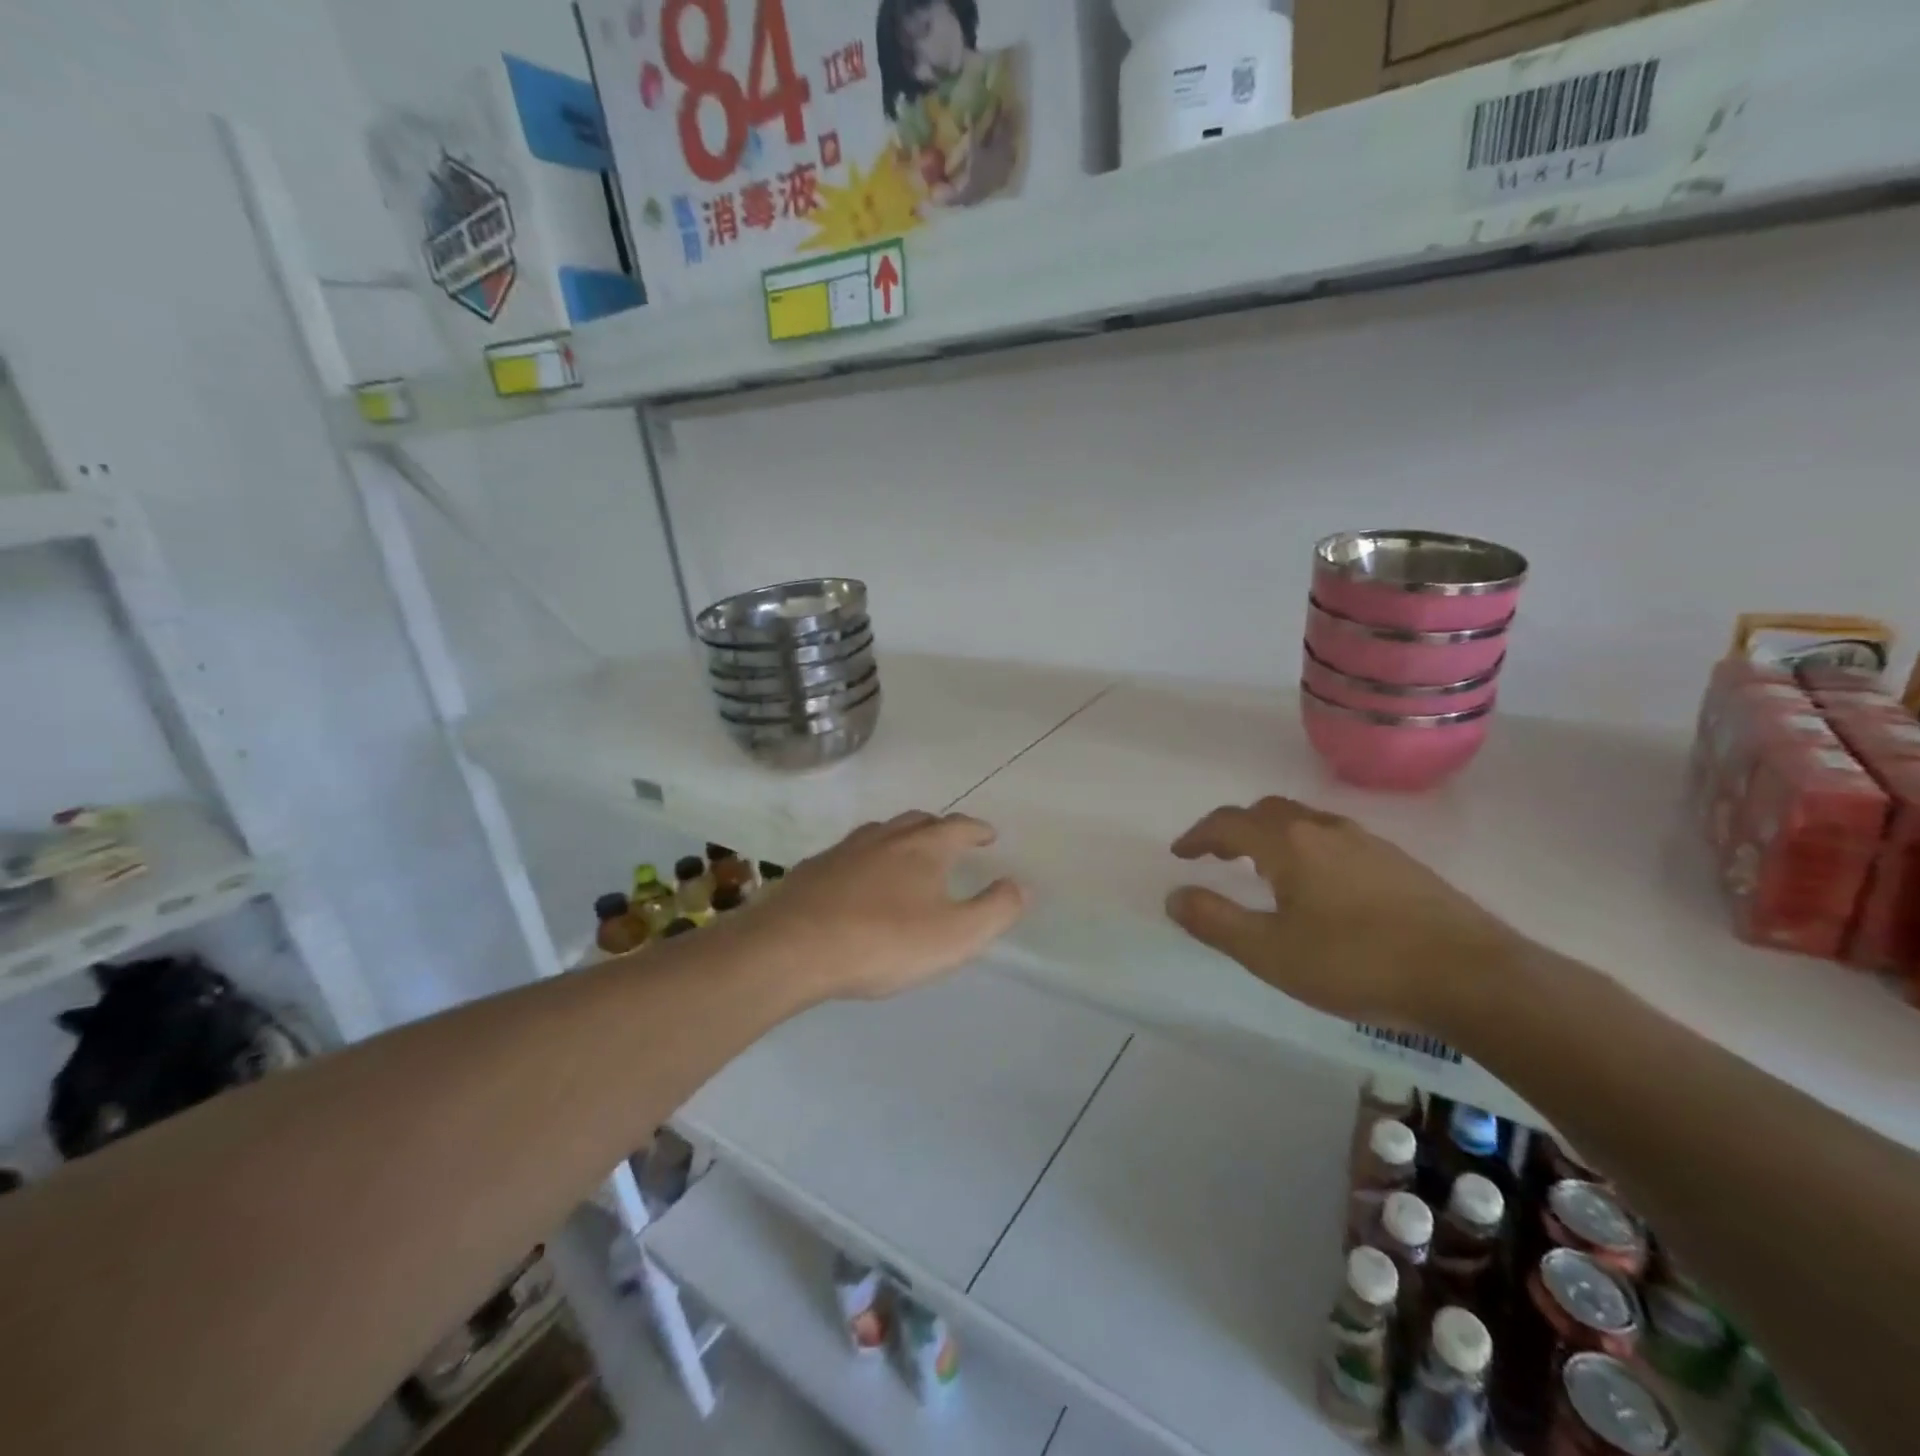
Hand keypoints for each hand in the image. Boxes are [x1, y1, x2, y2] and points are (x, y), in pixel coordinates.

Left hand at [731, 812, 1026, 1001]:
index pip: (959, 827)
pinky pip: (850, 853)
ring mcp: (845, 850)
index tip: (988, 835)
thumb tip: (1020, 884)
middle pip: (919, 821)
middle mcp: (885, 838)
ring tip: (907, 854)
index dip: (977, 830)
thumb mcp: (956, 936)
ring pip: (881, 832)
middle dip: (940, 828)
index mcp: (923, 848)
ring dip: (901, 838)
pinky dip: (866, 858)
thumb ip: (995, 909)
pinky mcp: (813, 869)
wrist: (793, 947)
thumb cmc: (884, 941)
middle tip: (951, 842)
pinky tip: (859, 879)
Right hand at [1165, 797, 1522, 1034]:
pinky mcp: (1399, 863)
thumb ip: (1215, 921)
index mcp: (1289, 844)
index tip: (1180, 854)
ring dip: (1272, 837)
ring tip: (1264, 870)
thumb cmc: (1357, 963)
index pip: (1229, 823)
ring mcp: (1368, 843)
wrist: (1472, 977)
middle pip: (1267, 812)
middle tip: (1217, 857)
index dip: (1198, 836)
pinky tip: (1321, 887)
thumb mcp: (1270, 953)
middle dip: (1234, 829)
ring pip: (1305, 822)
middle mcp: (1325, 830)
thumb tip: (1174, 896)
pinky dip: (1307, 849)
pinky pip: (1335, 840)